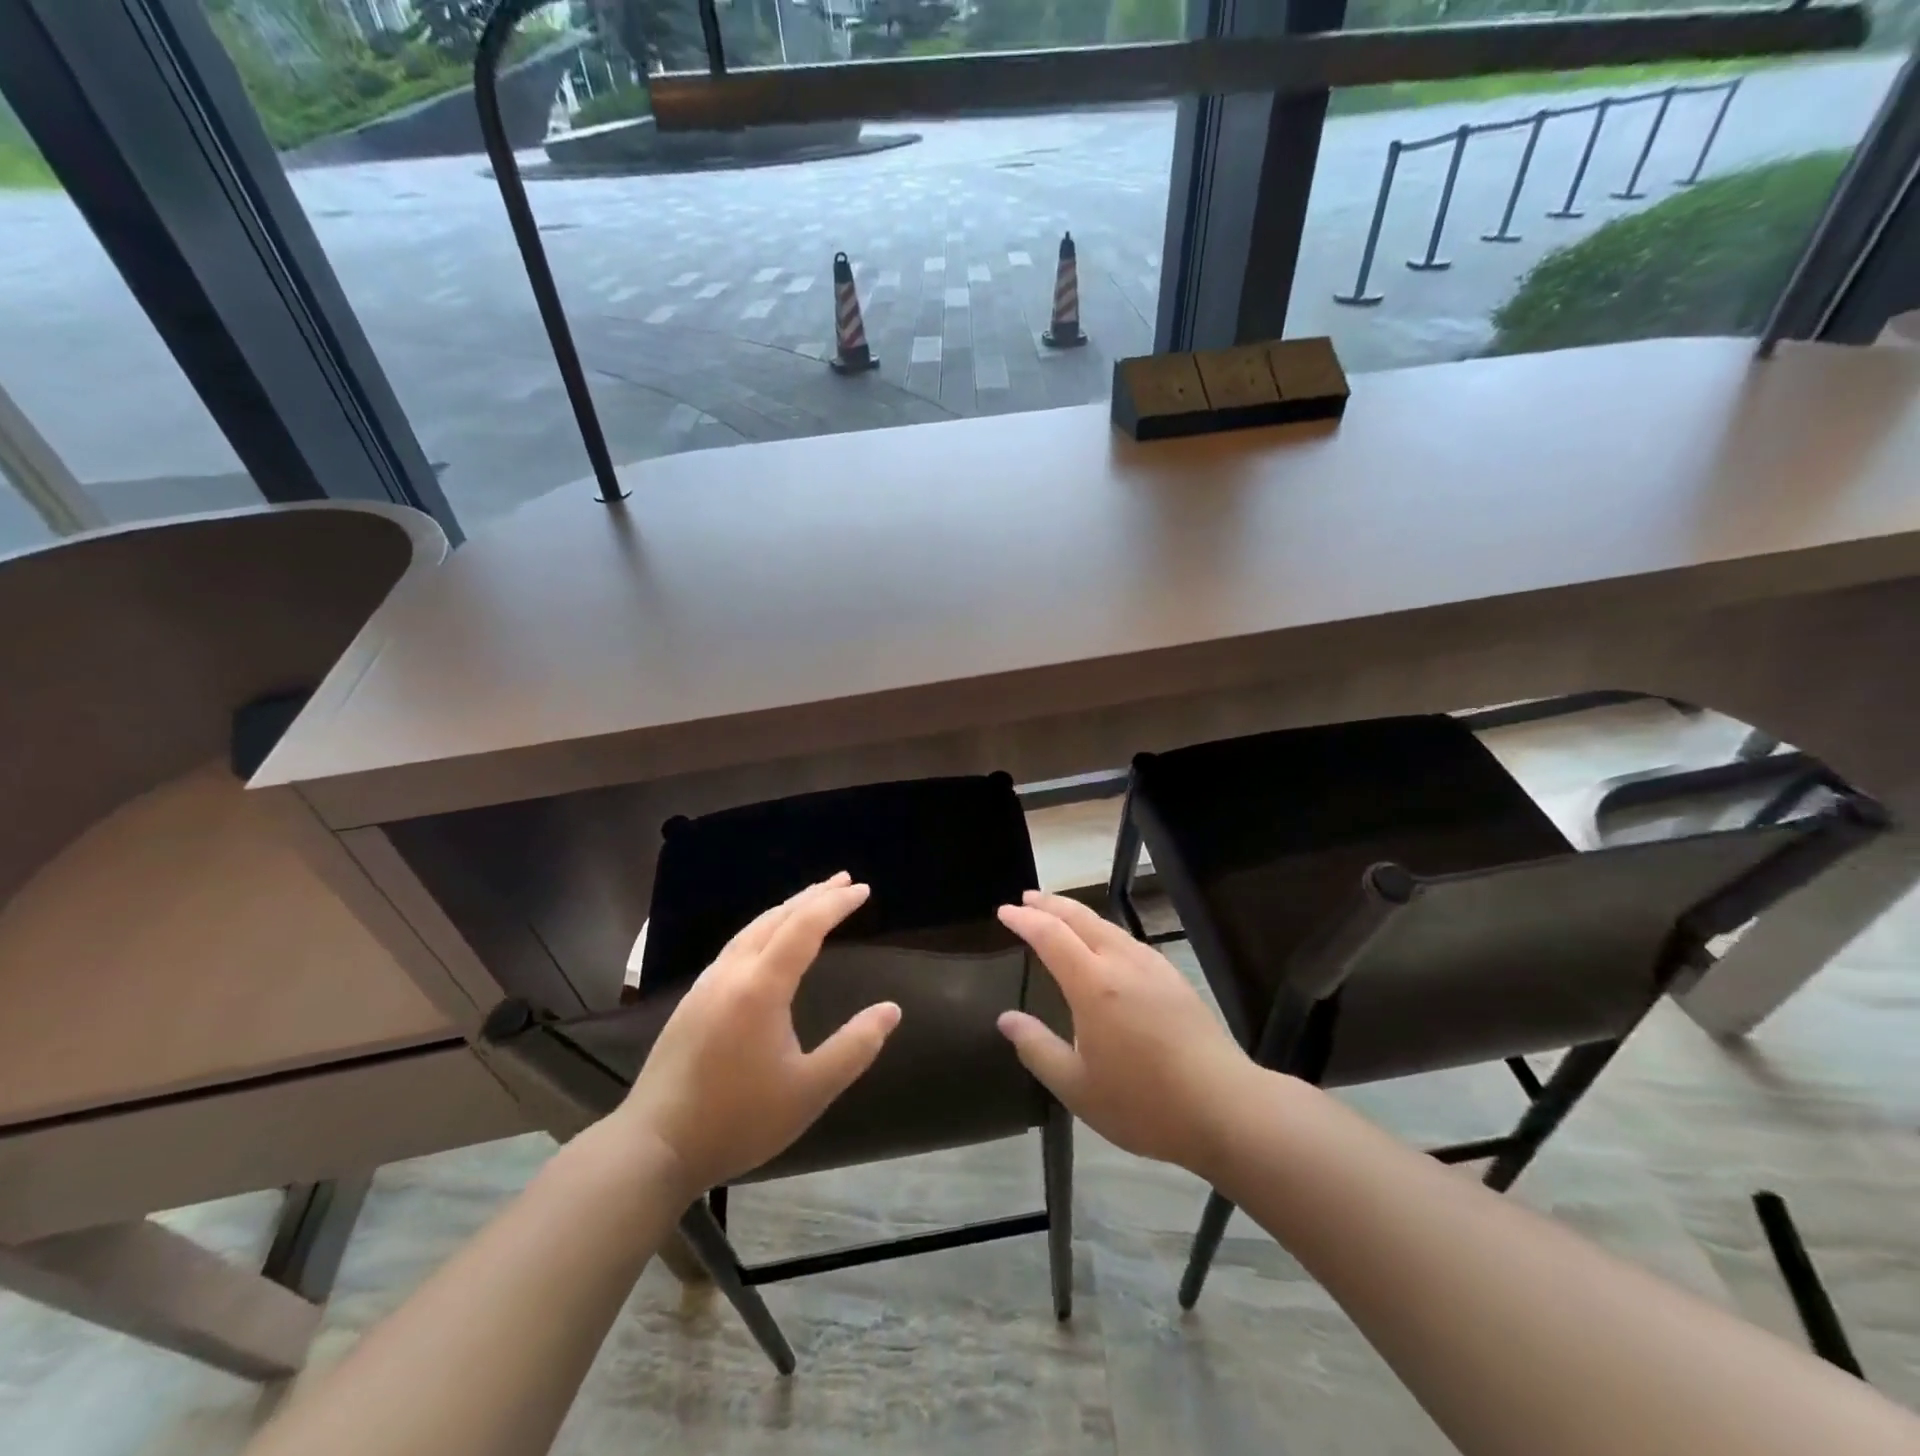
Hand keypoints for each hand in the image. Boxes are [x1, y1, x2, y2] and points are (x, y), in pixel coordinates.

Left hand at [613, 874, 900, 1195]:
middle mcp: (731, 973)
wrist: (652, 1147)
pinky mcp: (691, 1001)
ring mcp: (705, 985)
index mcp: (760, 987)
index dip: (835, 904)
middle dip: (813, 896)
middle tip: (844, 881)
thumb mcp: (810, 1091)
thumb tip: (891, 1010)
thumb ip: (854, 1047)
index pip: (804, 927)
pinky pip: (735, 946)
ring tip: (812, 902)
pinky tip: (767, 943)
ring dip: (786, 910)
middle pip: (776, 918)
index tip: (863, 890)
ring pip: (751, 929)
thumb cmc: (737, 1120)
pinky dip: (764, 929)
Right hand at [996, 890, 1260, 1177]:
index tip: (1004, 911)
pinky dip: (1103, 930)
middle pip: (1080, 918)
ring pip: (1107, 925)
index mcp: (1094, 984)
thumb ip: (1038, 1049)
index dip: (1024, 920)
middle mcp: (1122, 963)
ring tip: (1058, 915)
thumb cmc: (1144, 1102)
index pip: (1050, 935)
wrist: (1226, 1107)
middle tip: (1026, 898)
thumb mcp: (1078, 1087)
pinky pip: (1129, 940)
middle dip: (1050, 903)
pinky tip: (1105, 944)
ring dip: (1077, 914)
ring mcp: (1153, 967)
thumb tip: (1006, 1019)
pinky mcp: (1174, 978)